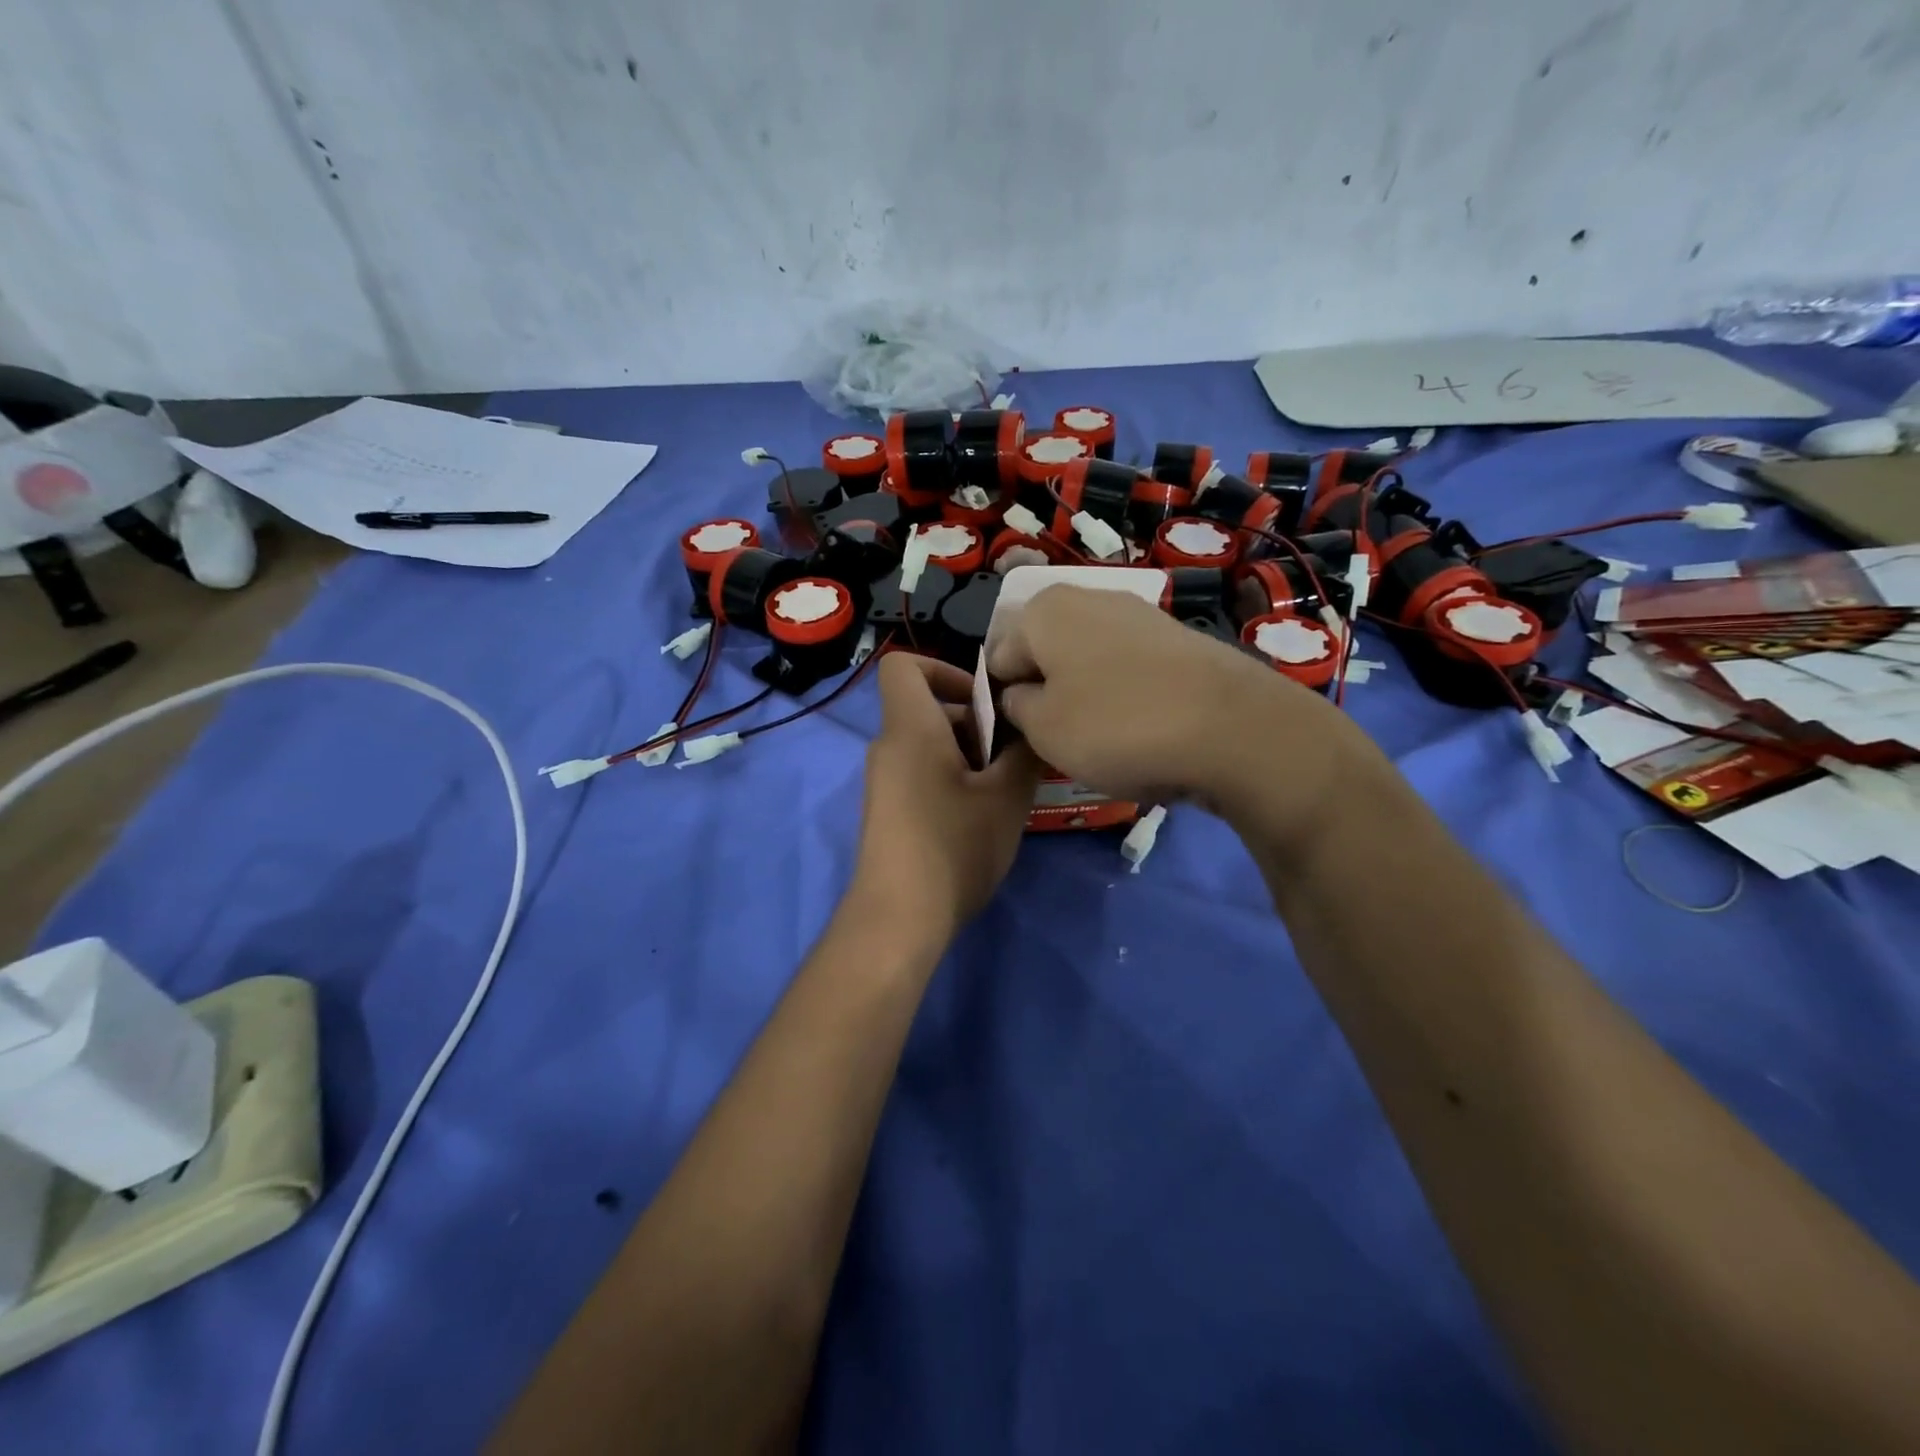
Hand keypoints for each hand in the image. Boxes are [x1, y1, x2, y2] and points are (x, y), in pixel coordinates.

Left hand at [851, 653, 1042, 942]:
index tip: (985, 700)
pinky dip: (953, 780)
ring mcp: (886, 782)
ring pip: (929, 745)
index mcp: (910, 729)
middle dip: (974, 721)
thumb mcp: (1006, 798)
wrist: (898, 919)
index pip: (903, 665)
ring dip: (970, 755)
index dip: (943, 668)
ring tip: (1007, 790)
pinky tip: (984, 817)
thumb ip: (1024, 753)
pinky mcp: (889, 812)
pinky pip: (922, 774)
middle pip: (927, 708)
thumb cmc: (954, 846)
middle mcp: (889, 748)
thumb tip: (1030, 730)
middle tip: (1013, 755)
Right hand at [985, 585, 1377, 843]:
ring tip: (1104, 739)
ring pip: (1086, 661)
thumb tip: (1019, 693)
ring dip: (1084, 696)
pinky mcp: (1176, 638)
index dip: (1004, 700)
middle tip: (1061, 739)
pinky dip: (1124, 694)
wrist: (1233, 727)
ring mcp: (1138, 614)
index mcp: (1043, 610)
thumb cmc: (1117, 726)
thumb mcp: (1042, 729)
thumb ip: (1014, 706)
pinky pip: (1127, 668)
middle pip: (1044, 653)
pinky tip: (1141, 727)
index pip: (997, 659)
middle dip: (1045, 693)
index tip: (1025, 736)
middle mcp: (1087, 597)